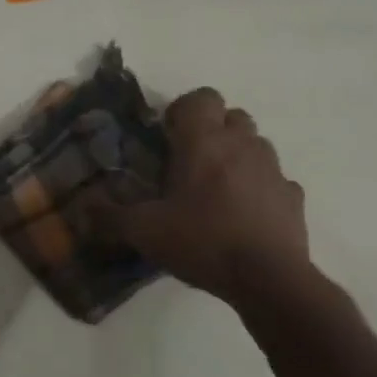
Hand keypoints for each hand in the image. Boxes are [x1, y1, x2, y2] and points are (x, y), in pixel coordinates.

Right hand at [99, 87, 313, 308]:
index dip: (183, 110)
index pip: (201, 97)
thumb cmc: (203, 241)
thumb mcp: (145, 232)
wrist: (268, 278)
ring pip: (256, 144)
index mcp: (205, 142)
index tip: (168, 136)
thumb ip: (110, 216)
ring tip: (217, 188)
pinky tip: (245, 214)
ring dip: (237, 155)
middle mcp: (243, 145)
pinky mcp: (293, 197)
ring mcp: (274, 170)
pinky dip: (260, 188)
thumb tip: (82, 208)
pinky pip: (275, 180)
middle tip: (190, 162)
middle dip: (211, 130)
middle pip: (231, 116)